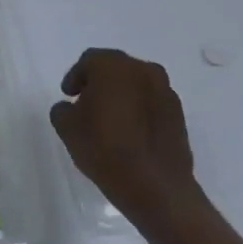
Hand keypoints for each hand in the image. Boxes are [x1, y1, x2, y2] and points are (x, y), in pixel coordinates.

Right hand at [48, 49, 201, 221]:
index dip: (75, 76)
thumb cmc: (103, 148)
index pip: (90, 60)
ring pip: (137, 84)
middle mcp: (144, 71)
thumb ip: (63, 109)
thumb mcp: (66, 127)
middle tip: (86, 102)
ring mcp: (166, 92)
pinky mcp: (179, 114)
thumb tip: (71, 107)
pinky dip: (139, 109)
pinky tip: (129, 131)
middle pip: (116, 68)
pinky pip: (152, 102)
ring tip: (109, 118)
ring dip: (122, 94)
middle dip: (99, 82)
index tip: (68, 94)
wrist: (153, 184)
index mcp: (114, 67)